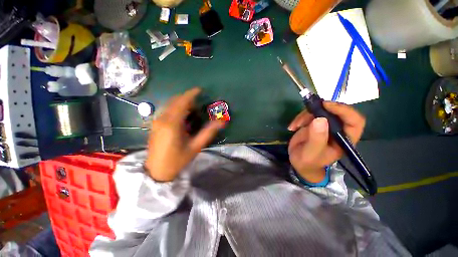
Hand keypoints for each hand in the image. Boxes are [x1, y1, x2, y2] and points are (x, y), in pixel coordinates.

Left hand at [145, 88, 225, 181]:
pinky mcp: (155, 125)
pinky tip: (183, 118)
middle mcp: (162, 119)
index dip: (191, 94)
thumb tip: (222, 122)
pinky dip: (176, 109)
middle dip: (187, 99)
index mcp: (172, 123)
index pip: (182, 102)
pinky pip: (167, 110)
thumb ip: (208, 132)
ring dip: (182, 104)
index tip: (200, 90)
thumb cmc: (178, 160)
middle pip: (175, 101)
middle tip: (198, 106)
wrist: (157, 171)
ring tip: (192, 112)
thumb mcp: (196, 146)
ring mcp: (157, 121)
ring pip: (170, 105)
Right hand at [287, 102, 364, 182]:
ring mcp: (326, 125)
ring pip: (320, 110)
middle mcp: (338, 130)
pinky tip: (292, 127)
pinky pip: (309, 114)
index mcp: (344, 139)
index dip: (344, 110)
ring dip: (305, 115)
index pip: (354, 121)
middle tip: (306, 112)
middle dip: (319, 110)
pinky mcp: (315, 123)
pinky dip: (299, 118)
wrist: (299, 163)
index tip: (325, 106)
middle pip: (336, 111)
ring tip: (295, 126)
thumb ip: (316, 139)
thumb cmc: (308, 162)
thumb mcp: (311, 153)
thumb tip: (320, 119)